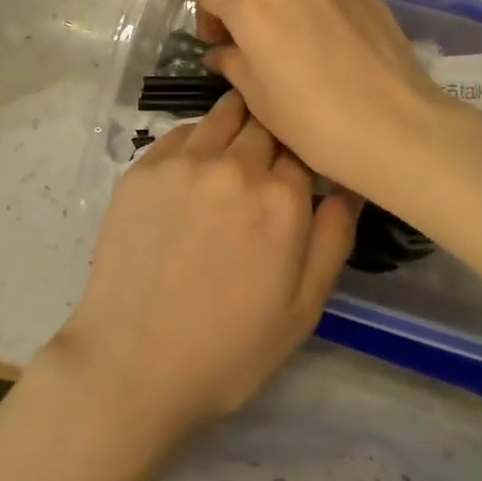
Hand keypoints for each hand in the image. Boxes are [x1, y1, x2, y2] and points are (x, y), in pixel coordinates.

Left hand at [40, 91, 358, 459]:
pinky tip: (194, 170)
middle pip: (265, 122)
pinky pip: (182, 132)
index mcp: (281, 199)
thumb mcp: (303, 309)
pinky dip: (197, 140)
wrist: (131, 366)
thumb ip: (333, 237)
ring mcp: (184, 162)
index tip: (300, 171)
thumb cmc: (229, 349)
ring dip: (237, 123)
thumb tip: (350, 184)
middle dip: (273, 135)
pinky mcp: (143, 167)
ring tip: (234, 151)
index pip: (304, 147)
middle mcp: (234, 166)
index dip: (305, 157)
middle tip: (267, 161)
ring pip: (223, 114)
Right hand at [196, 0, 481, 212]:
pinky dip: (318, 8)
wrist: (399, 129)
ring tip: (295, 40)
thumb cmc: (315, 122)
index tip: (217, 43)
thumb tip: (222, 52)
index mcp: (253, 5)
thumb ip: (232, 64)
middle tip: (247, 31)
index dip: (206, 14)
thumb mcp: (260, 100)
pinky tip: (334, 47)